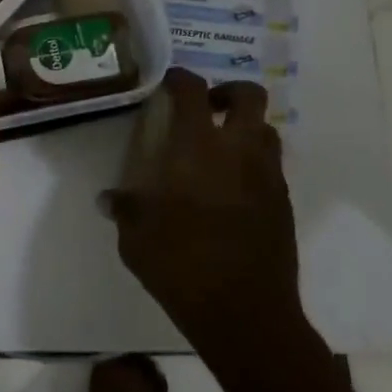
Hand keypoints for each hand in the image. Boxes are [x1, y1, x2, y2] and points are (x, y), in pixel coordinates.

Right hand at [103, 68, 304, 356]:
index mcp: (197, 147)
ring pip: (266, 130)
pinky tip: (229, 190)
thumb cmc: (180, 264)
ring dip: (244, 128)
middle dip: (227, 92)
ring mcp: (268, 177)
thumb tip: (108, 199)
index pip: (192, 90)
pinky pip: (270, 167)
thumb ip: (124, 208)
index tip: (167, 82)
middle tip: (205, 109)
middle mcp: (238, 151)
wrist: (244, 313)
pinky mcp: (283, 204)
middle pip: (249, 95)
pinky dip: (252, 165)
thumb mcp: (135, 236)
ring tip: (219, 149)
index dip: (180, 78)